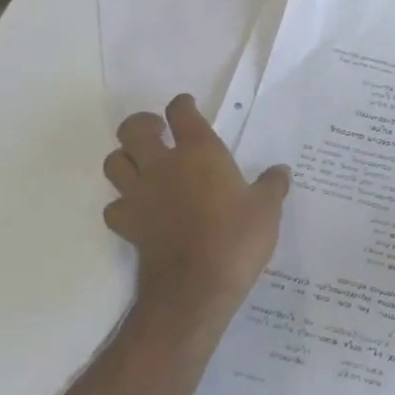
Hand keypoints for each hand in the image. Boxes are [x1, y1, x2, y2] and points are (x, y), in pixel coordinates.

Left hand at [102, 94, 291, 327]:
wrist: (196, 288)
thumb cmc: (236, 238)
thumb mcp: (267, 209)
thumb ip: (272, 186)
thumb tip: (280, 172)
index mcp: (199, 152)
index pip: (181, 112)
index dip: (183, 105)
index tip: (187, 107)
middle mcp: (163, 165)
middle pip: (133, 129)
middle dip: (142, 125)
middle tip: (159, 134)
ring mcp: (140, 195)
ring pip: (114, 162)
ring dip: (125, 159)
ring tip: (143, 166)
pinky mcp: (128, 225)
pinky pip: (114, 206)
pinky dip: (122, 204)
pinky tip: (139, 209)